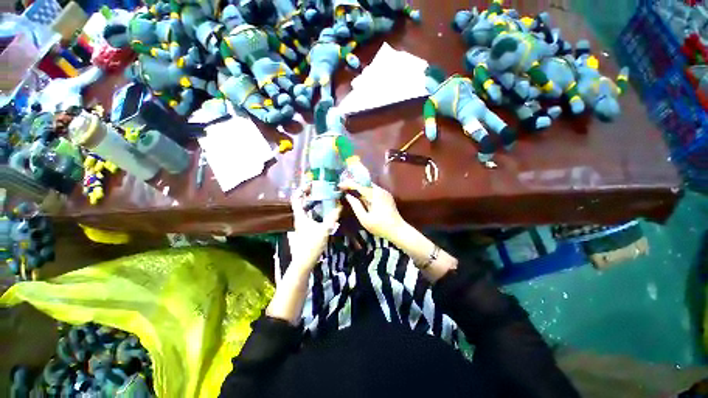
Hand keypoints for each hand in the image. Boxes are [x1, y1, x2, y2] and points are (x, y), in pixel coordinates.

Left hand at [288, 186, 341, 269]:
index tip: (311, 184)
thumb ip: (332, 217)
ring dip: (313, 202)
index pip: (296, 198)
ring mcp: (302, 223)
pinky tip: (325, 211)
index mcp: (300, 216)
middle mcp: (299, 218)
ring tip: (324, 197)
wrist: (305, 260)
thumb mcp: (324, 229)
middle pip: (301, 202)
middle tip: (320, 189)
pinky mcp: (306, 228)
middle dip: (309, 194)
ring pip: (306, 209)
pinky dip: (316, 210)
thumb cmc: (312, 244)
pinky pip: (310, 215)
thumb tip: (340, 206)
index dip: (302, 189)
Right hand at [338, 179, 403, 241]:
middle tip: (342, 187)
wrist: (398, 231)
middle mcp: (380, 190)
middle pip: (364, 183)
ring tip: (349, 191)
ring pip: (369, 186)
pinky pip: (373, 191)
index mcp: (375, 194)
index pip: (359, 185)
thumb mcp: (364, 219)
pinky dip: (365, 192)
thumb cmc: (380, 227)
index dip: (348, 184)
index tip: (339, 186)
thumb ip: (356, 206)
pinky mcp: (386, 196)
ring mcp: (385, 193)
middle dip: (353, 184)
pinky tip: (360, 196)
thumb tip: (348, 196)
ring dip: (359, 188)